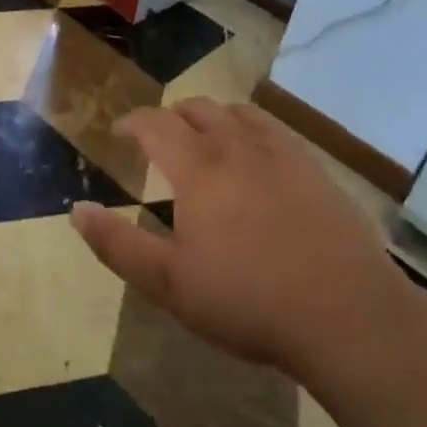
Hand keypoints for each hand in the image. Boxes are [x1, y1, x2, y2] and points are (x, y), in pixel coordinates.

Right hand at [70, 100, 407, 375]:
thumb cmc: (249, 301)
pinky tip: (257, 157)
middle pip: (197, 108)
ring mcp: (282, 153)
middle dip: (171, 117)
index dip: (132, 122)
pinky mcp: (316, 169)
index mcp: (199, 168)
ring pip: (238, 113)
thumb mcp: (169, 284)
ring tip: (206, 140)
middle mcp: (238, 146)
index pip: (155, 123)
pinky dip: (252, 130)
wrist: (349, 317)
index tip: (120, 132)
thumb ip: (117, 244)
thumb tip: (77, 210)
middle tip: (160, 140)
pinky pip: (275, 130)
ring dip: (212, 118)